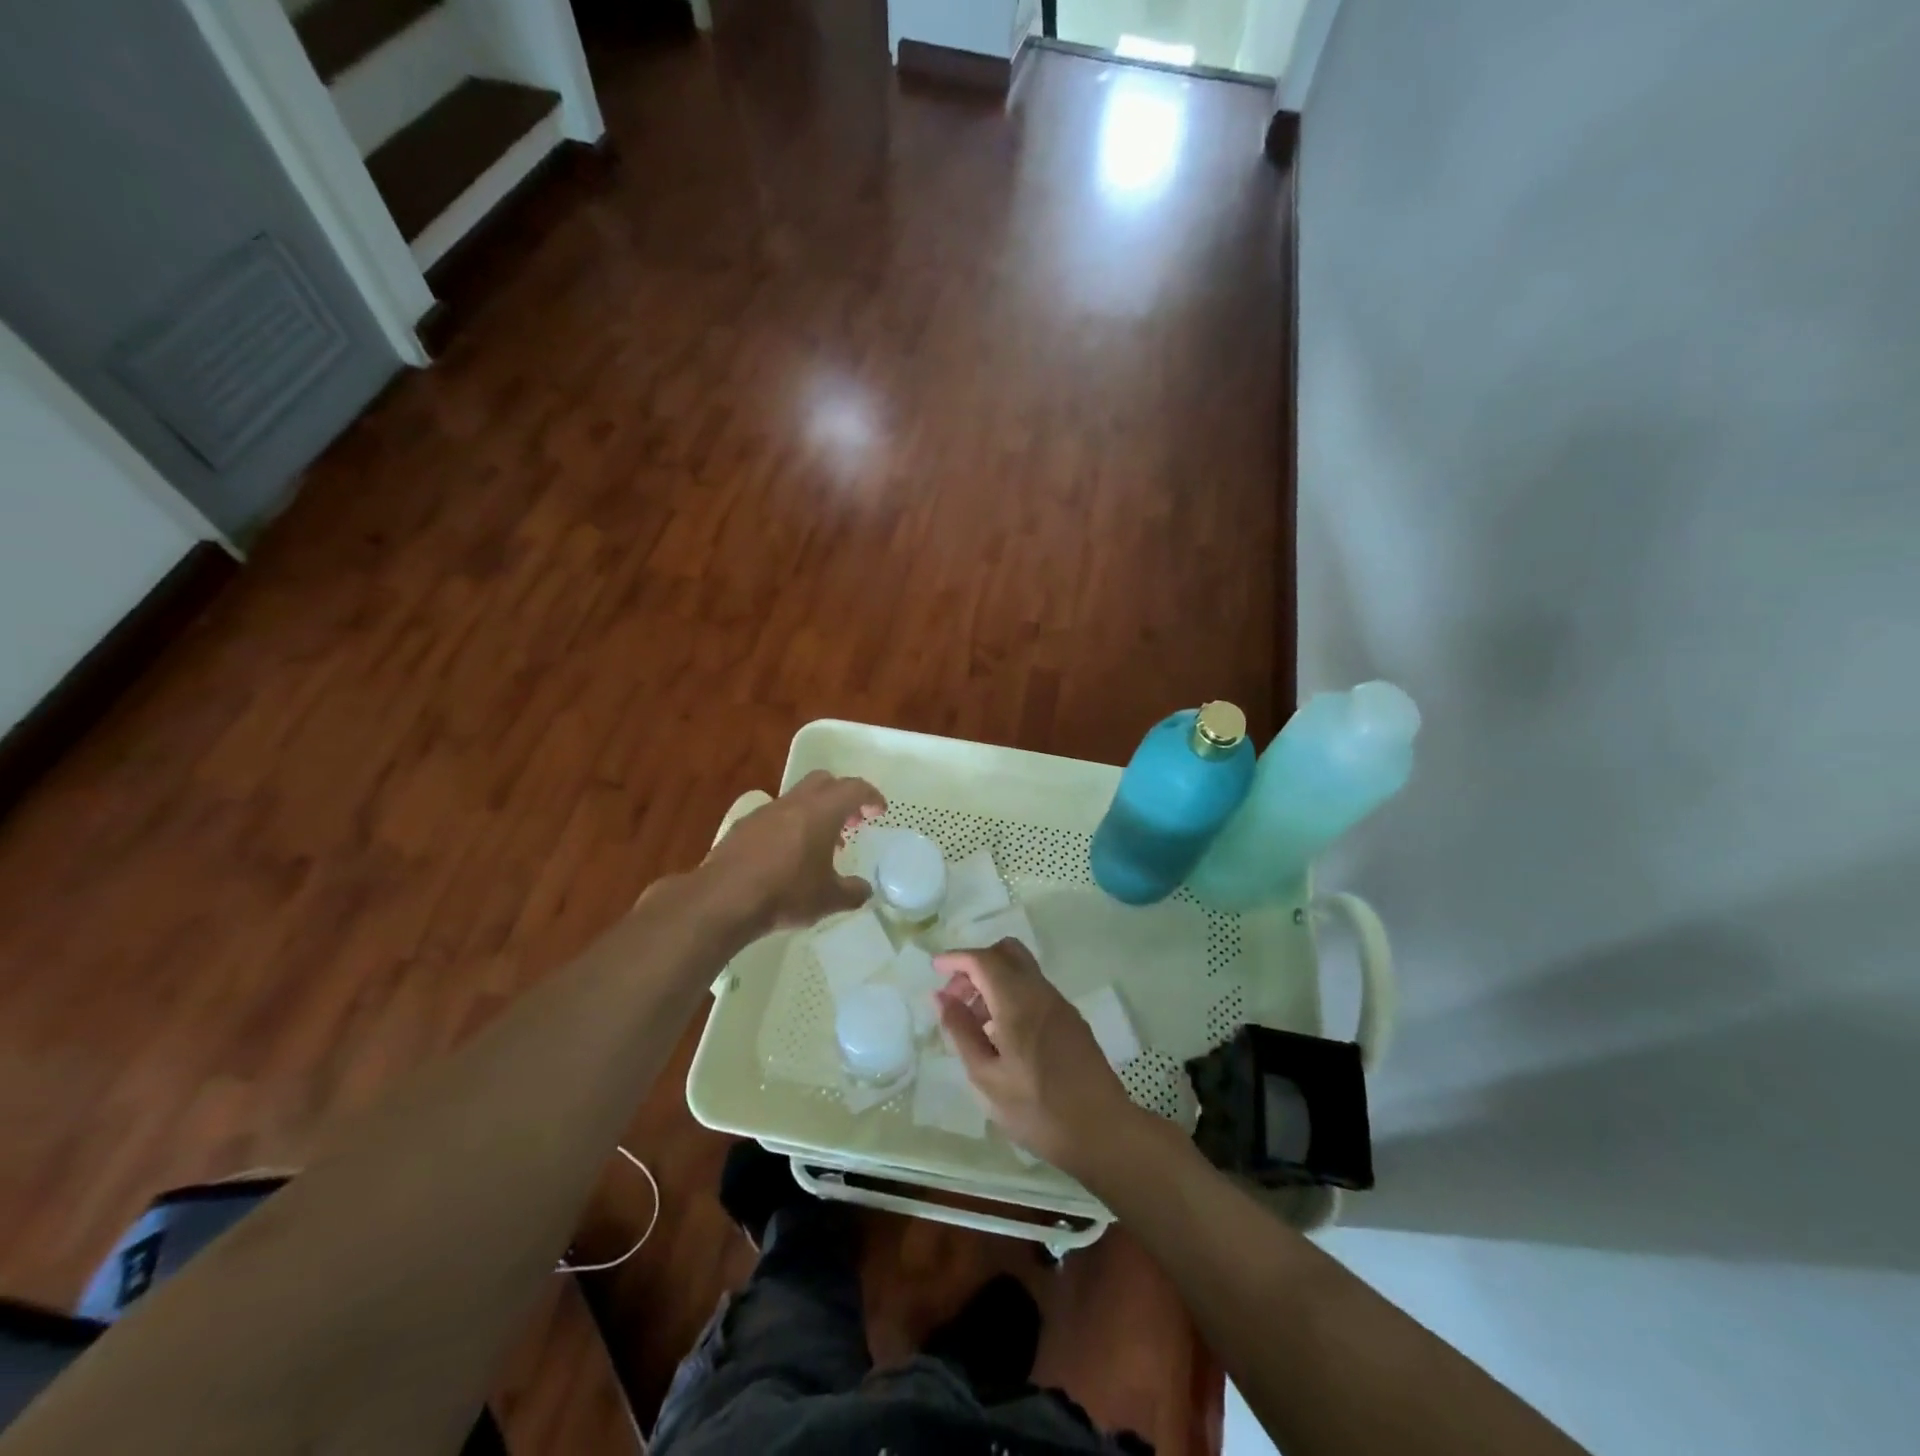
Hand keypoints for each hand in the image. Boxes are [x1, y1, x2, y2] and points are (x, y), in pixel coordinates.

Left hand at [701, 771, 885, 934]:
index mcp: (822, 812)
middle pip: (824, 781)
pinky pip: (775, 816)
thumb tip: (864, 890)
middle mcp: (794, 803)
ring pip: (797, 798)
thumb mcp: (829, 899)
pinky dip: (790, 826)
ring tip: (821, 845)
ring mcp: (765, 812)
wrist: (723, 900)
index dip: (871, 796)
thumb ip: (853, 892)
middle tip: (852, 822)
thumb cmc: (785, 894)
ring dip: (815, 812)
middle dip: (842, 796)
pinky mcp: (743, 827)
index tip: (879, 811)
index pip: (854, 788)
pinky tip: (787, 856)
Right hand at [934, 940, 1141, 1176]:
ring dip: (994, 981)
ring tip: (975, 1023)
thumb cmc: (1036, 1109)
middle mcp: (1040, 991)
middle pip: (1007, 952)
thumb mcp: (986, 1076)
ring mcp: (1060, 1003)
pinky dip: (1012, 994)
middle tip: (957, 998)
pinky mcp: (1071, 1019)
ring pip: (1022, 970)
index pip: (983, 959)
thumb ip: (961, 1031)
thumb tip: (941, 996)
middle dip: (976, 964)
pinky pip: (1034, 989)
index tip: (935, 968)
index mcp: (1018, 1001)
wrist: (1102, 1130)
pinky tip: (1002, 1034)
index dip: (956, 958)